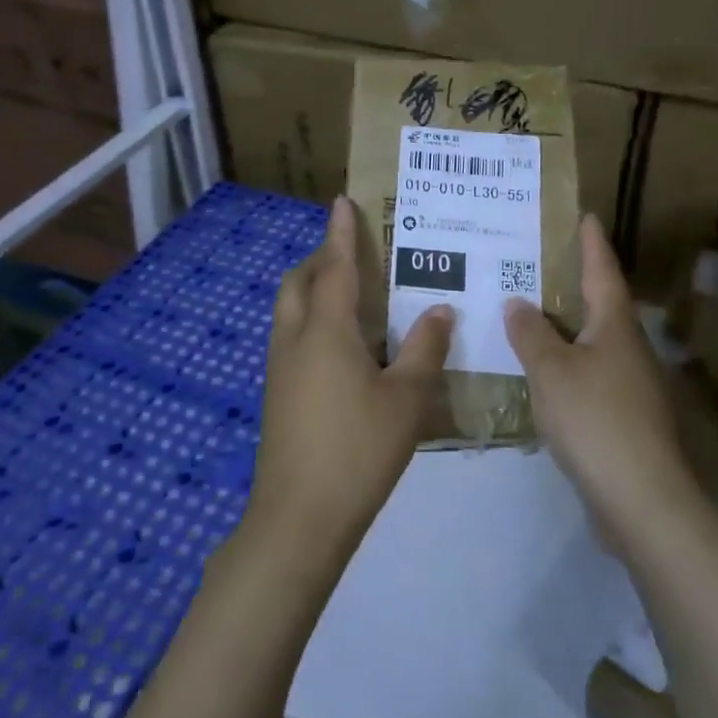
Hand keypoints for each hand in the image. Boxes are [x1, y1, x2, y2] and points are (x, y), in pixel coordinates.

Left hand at [245, 198, 453, 570]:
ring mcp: (280, 367)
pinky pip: (292, 336)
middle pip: (299, 282)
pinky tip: (344, 346)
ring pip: (290, 309)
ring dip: (313, 289)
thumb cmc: (357, 449)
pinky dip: (311, 320)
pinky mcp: (277, 393)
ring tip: (353, 294)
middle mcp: (295, 338)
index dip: (340, 233)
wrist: (299, 516)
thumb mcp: (405, 399)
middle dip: (321, 258)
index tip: (341, 201)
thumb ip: (425, 350)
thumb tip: (440, 310)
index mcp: (326, 330)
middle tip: (354, 253)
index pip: (335, 267)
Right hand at [504, 215, 695, 547]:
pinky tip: (541, 371)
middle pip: (601, 304)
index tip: (585, 216)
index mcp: (615, 325)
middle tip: (538, 262)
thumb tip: (518, 302)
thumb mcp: (551, 370)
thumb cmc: (595, 419)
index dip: (591, 243)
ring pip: (593, 341)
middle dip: (574, 282)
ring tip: (530, 312)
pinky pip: (589, 374)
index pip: (603, 271)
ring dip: (566, 325)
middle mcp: (628, 347)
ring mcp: (630, 384)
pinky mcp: (623, 417)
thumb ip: (531, 334)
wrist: (641, 499)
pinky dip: (566, 363)